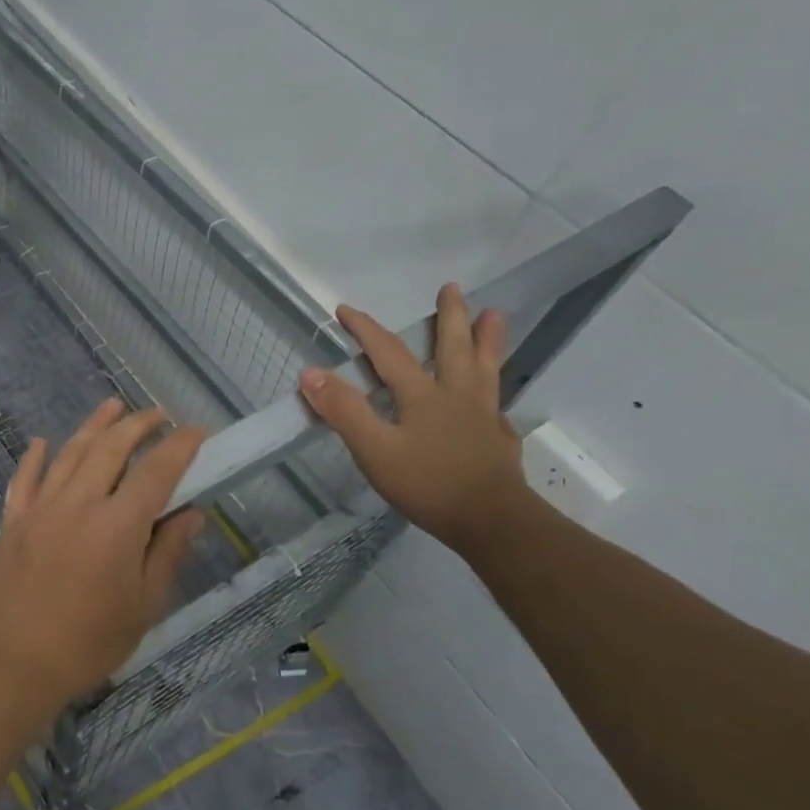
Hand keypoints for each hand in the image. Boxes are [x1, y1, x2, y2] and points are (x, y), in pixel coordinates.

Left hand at [0, 399, 205, 711]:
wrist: (14, 660)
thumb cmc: (88, 641)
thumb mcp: (143, 606)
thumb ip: (167, 554)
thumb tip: (190, 514)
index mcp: (118, 525)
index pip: (156, 472)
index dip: (179, 447)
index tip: (196, 431)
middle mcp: (80, 503)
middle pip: (111, 448)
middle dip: (138, 424)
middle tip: (157, 415)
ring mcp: (42, 507)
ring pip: (70, 452)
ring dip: (94, 425)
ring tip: (112, 406)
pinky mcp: (14, 520)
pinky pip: (25, 478)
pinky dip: (35, 456)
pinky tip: (43, 442)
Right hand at [299, 284, 528, 557]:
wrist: (492, 521)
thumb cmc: (428, 484)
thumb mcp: (374, 450)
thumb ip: (344, 410)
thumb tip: (310, 373)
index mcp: (421, 395)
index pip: (388, 352)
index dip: (365, 329)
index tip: (345, 310)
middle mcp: (456, 395)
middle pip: (452, 347)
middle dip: (449, 316)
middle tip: (452, 288)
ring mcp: (482, 415)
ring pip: (484, 367)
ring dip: (486, 339)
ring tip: (493, 315)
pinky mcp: (498, 438)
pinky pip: (496, 402)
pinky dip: (494, 388)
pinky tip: (494, 397)